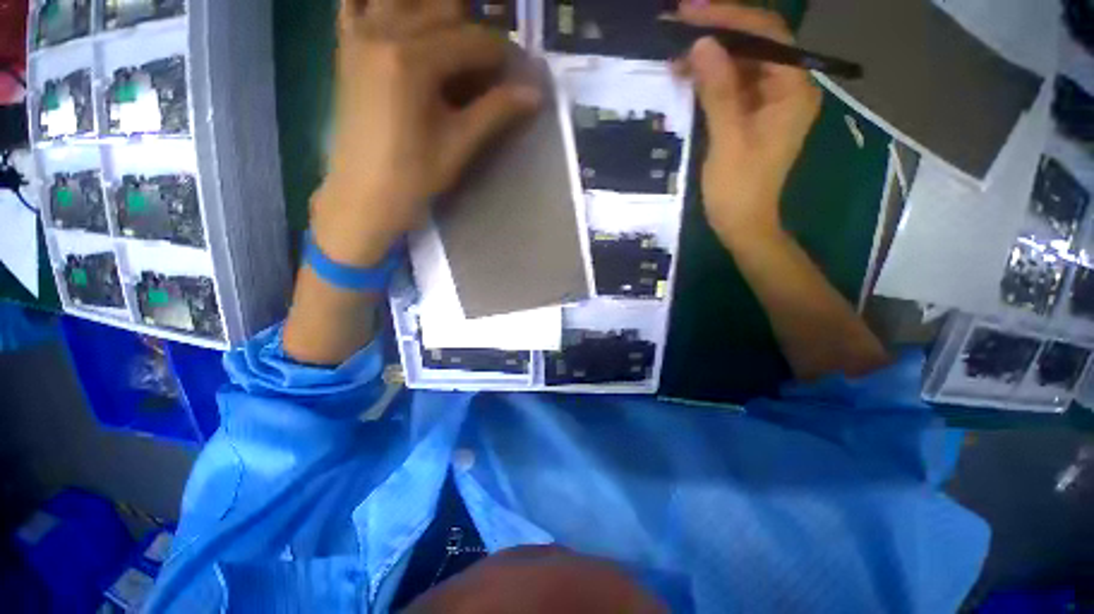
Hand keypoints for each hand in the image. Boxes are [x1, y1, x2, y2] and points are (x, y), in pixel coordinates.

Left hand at [312, 0, 541, 266]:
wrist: (363, 195)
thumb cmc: (413, 177)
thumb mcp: (459, 145)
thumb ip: (496, 111)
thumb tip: (536, 93)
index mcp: (413, 60)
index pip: (471, 40)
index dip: (500, 53)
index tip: (516, 71)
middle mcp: (383, 31)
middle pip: (442, 10)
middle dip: (474, 31)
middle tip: (490, 63)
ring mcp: (359, 34)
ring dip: (435, 12)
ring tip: (454, 44)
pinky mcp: (346, 47)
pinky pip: (356, 2)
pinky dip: (381, 2)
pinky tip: (400, 17)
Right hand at [676, 2, 821, 247]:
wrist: (743, 224)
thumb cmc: (738, 190)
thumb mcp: (727, 140)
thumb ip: (718, 92)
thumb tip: (702, 46)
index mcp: (792, 90)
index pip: (767, 35)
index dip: (730, 17)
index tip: (691, 10)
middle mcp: (786, 87)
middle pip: (756, 43)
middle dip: (718, 33)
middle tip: (677, 26)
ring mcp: (769, 101)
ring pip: (741, 63)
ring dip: (710, 55)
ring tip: (674, 54)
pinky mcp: (752, 115)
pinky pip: (732, 85)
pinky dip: (710, 78)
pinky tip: (686, 76)